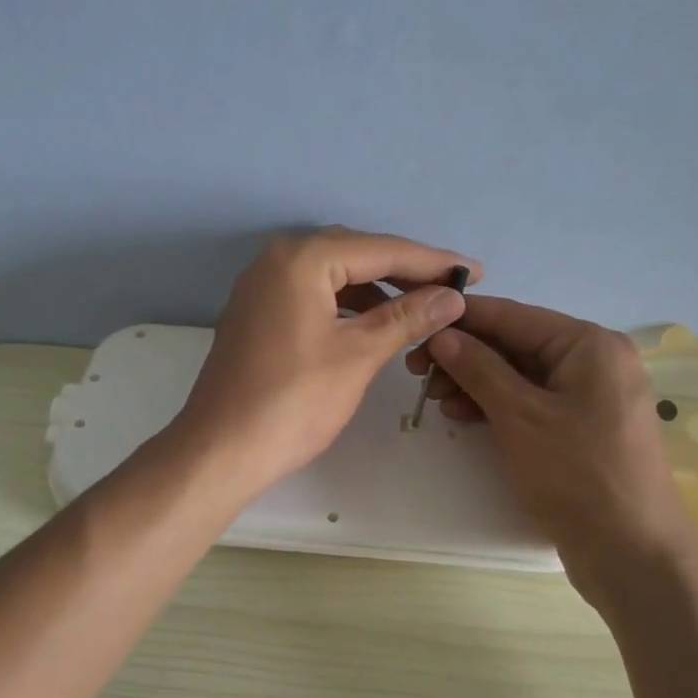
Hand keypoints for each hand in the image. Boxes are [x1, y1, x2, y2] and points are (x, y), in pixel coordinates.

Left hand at [169, 228, 478, 500]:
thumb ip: (407, 317)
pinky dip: (346, 303)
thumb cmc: (294, 400)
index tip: (475, 270)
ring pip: (332, 274)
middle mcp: (277, 259)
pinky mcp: (256, 313)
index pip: (380, 249)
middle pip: (355, 253)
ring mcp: (261, 286)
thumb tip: (451, 296)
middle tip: (450, 288)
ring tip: (419, 306)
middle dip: (405, 270)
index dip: (432, 260)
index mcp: (302, 258)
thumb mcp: (358, 354)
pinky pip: (312, 294)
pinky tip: (372, 321)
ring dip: (376, 287)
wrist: (221, 449)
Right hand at [409, 298, 697, 609]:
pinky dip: (497, 406)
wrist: (633, 555)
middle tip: (416, 371)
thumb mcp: (519, 416)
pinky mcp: (582, 428)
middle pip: (516, 344)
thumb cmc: (576, 474)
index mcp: (589, 344)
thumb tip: (442, 335)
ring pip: (520, 375)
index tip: (416, 324)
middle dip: (466, 356)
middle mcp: (595, 361)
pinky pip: (532, 402)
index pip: (514, 315)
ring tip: (434, 399)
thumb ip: (478, 368)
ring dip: (476, 382)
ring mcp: (590, 396)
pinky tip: (462, 416)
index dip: (462, 319)